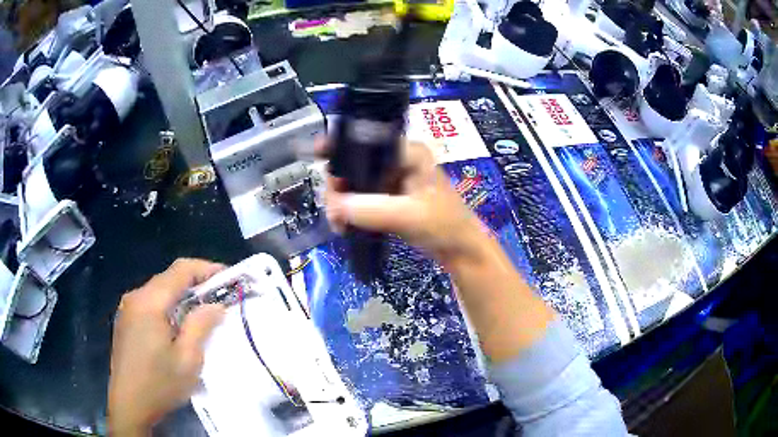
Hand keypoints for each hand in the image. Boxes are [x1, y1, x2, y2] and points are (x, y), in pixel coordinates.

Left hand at [108, 259, 225, 435]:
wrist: (129, 405)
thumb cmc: (160, 385)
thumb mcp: (188, 360)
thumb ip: (201, 325)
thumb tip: (215, 305)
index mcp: (150, 302)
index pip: (180, 270)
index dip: (206, 268)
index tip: (228, 277)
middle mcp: (136, 297)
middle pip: (168, 278)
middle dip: (195, 283)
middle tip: (219, 298)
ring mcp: (127, 308)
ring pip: (159, 290)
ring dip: (181, 296)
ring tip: (201, 314)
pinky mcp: (125, 320)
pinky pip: (150, 303)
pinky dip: (168, 307)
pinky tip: (177, 327)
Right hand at [321, 138, 486, 264]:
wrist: (460, 250)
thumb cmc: (445, 226)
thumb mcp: (410, 215)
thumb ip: (372, 209)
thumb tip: (334, 206)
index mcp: (407, 151)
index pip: (367, 140)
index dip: (341, 145)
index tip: (318, 154)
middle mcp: (396, 160)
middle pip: (355, 161)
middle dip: (339, 185)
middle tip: (333, 212)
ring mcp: (391, 179)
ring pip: (355, 182)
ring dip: (341, 201)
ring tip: (339, 224)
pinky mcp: (387, 198)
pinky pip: (360, 198)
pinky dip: (349, 210)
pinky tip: (344, 226)